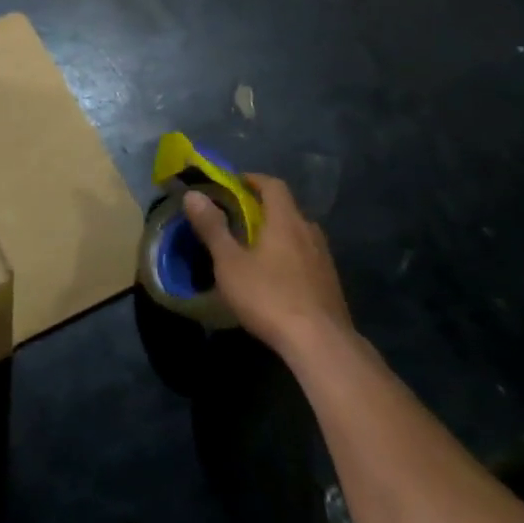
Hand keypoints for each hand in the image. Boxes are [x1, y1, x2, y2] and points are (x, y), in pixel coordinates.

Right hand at [182, 174, 351, 359]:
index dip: (253, 179)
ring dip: (277, 234)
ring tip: (254, 249)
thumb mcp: (230, 263)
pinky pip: (306, 257)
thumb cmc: (269, 296)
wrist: (320, 343)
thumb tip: (193, 195)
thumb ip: (212, 228)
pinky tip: (276, 278)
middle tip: (237, 219)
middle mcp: (309, 232)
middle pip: (286, 209)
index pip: (273, 185)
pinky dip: (289, 256)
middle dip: (262, 209)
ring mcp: (324, 258)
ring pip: (298, 234)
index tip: (233, 184)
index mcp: (286, 220)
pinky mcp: (330, 282)